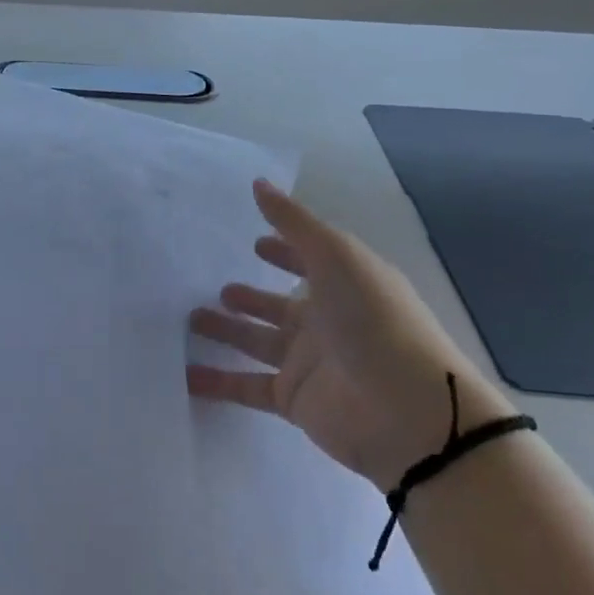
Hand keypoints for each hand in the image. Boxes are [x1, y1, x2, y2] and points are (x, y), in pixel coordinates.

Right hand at [187, 179, 509, 491]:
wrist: (407, 410)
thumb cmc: (373, 319)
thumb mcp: (336, 256)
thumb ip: (293, 222)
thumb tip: (259, 183)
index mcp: (344, 285)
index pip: (309, 262)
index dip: (285, 251)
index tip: (255, 242)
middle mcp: (326, 322)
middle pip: (278, 306)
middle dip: (250, 297)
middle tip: (216, 289)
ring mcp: (309, 362)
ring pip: (257, 342)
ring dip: (227, 331)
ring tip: (191, 318)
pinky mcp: (294, 399)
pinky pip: (247, 386)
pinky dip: (218, 382)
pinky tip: (186, 374)